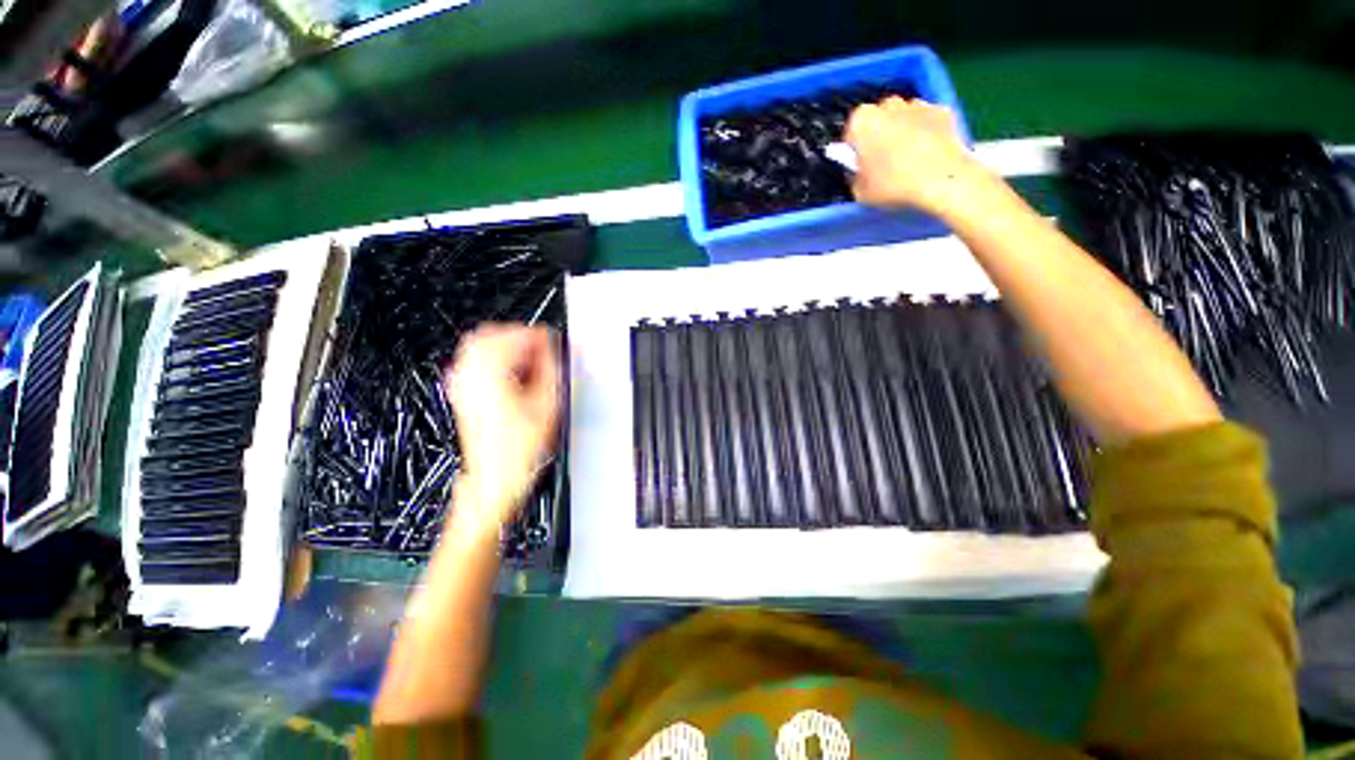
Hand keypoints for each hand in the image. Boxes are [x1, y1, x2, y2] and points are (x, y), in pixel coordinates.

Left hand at [443, 325, 560, 529]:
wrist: (496, 475)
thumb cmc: (519, 448)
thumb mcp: (548, 404)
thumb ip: (552, 369)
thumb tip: (554, 348)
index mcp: (492, 374)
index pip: (514, 336)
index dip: (538, 335)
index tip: (552, 341)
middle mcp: (470, 374)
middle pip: (492, 334)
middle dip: (520, 337)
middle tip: (542, 349)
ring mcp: (462, 383)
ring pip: (480, 344)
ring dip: (507, 346)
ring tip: (529, 360)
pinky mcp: (461, 393)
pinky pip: (473, 361)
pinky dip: (494, 358)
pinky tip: (511, 371)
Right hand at [845, 97, 983, 218]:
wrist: (942, 181)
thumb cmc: (894, 187)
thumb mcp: (860, 193)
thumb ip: (856, 176)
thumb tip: (860, 171)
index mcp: (863, 122)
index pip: (851, 129)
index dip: (855, 146)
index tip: (860, 161)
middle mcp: (889, 105)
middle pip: (879, 116)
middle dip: (879, 132)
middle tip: (882, 160)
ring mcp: (918, 104)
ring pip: (903, 115)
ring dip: (902, 129)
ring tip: (907, 157)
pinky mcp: (943, 110)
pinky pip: (927, 119)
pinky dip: (925, 131)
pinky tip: (927, 154)